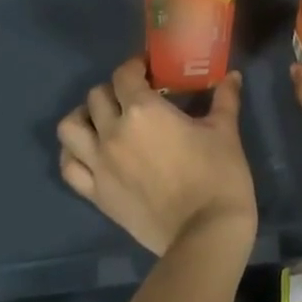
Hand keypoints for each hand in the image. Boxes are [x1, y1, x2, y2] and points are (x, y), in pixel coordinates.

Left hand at [56, 58, 256, 255]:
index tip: (149, 71)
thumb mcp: (225, 131)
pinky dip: (73, 154)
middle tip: (134, 98)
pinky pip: (68, 167)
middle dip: (114, 91)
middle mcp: (113, 132)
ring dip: (83, 117)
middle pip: (96, 96)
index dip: (135, 67)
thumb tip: (233, 76)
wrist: (206, 234)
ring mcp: (100, 165)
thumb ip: (225, 99)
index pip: (124, 75)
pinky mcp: (96, 193)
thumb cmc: (219, 176)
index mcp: (144, 111)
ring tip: (102, 121)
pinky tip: (90, 152)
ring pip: (70, 128)